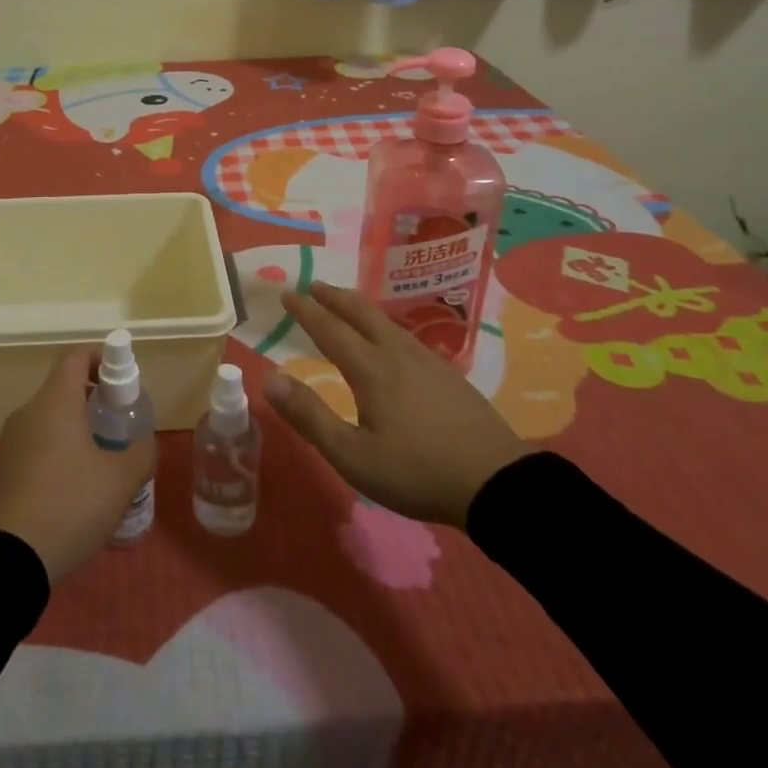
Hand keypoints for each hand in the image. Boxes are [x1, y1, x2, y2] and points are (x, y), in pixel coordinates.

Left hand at [0, 348, 155, 584]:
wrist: (6, 563)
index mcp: (55, 402)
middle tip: (119, 428)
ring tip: (102, 465)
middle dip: (94, 402)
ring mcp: (10, 443)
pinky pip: (36, 447)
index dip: (101, 359)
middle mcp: (28, 413)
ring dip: (76, 431)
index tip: (122, 384)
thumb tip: (145, 443)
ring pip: (49, 421)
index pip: (75, 356)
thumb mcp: (120, 481)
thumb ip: (141, 453)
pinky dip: (58, 454)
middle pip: (63, 389)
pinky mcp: (2, 472)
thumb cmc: (69, 506)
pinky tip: (75, 492)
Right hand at [265, 283, 529, 525]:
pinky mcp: (449, 375)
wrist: (497, 482)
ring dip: (360, 308)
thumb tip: (269, 379)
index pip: (330, 329)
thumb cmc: (417, 472)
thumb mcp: (353, 456)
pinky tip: (392, 340)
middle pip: (361, 313)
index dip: (306, 310)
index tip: (287, 293)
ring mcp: (428, 361)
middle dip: (334, 297)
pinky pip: (406, 336)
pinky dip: (384, 326)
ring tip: (347, 307)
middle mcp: (397, 354)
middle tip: (314, 285)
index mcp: (371, 369)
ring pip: (386, 322)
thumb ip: (310, 417)